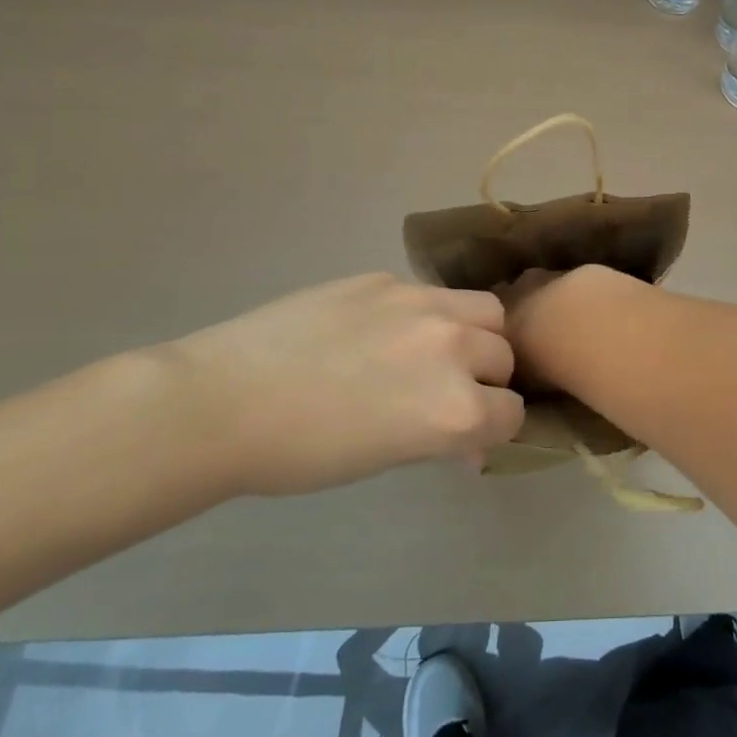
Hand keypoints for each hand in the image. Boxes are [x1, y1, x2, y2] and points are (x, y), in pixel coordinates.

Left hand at [152, 274, 523, 496]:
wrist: (224, 402)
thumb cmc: (303, 454)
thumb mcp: (388, 457)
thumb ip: (442, 438)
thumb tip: (469, 441)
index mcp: (456, 408)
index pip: (512, 412)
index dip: (493, 427)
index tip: (468, 434)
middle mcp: (453, 347)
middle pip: (504, 354)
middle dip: (487, 378)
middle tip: (448, 391)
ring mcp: (421, 303)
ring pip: (484, 310)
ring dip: (474, 333)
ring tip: (435, 348)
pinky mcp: (386, 278)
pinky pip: (430, 294)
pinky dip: (425, 315)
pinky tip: (380, 331)